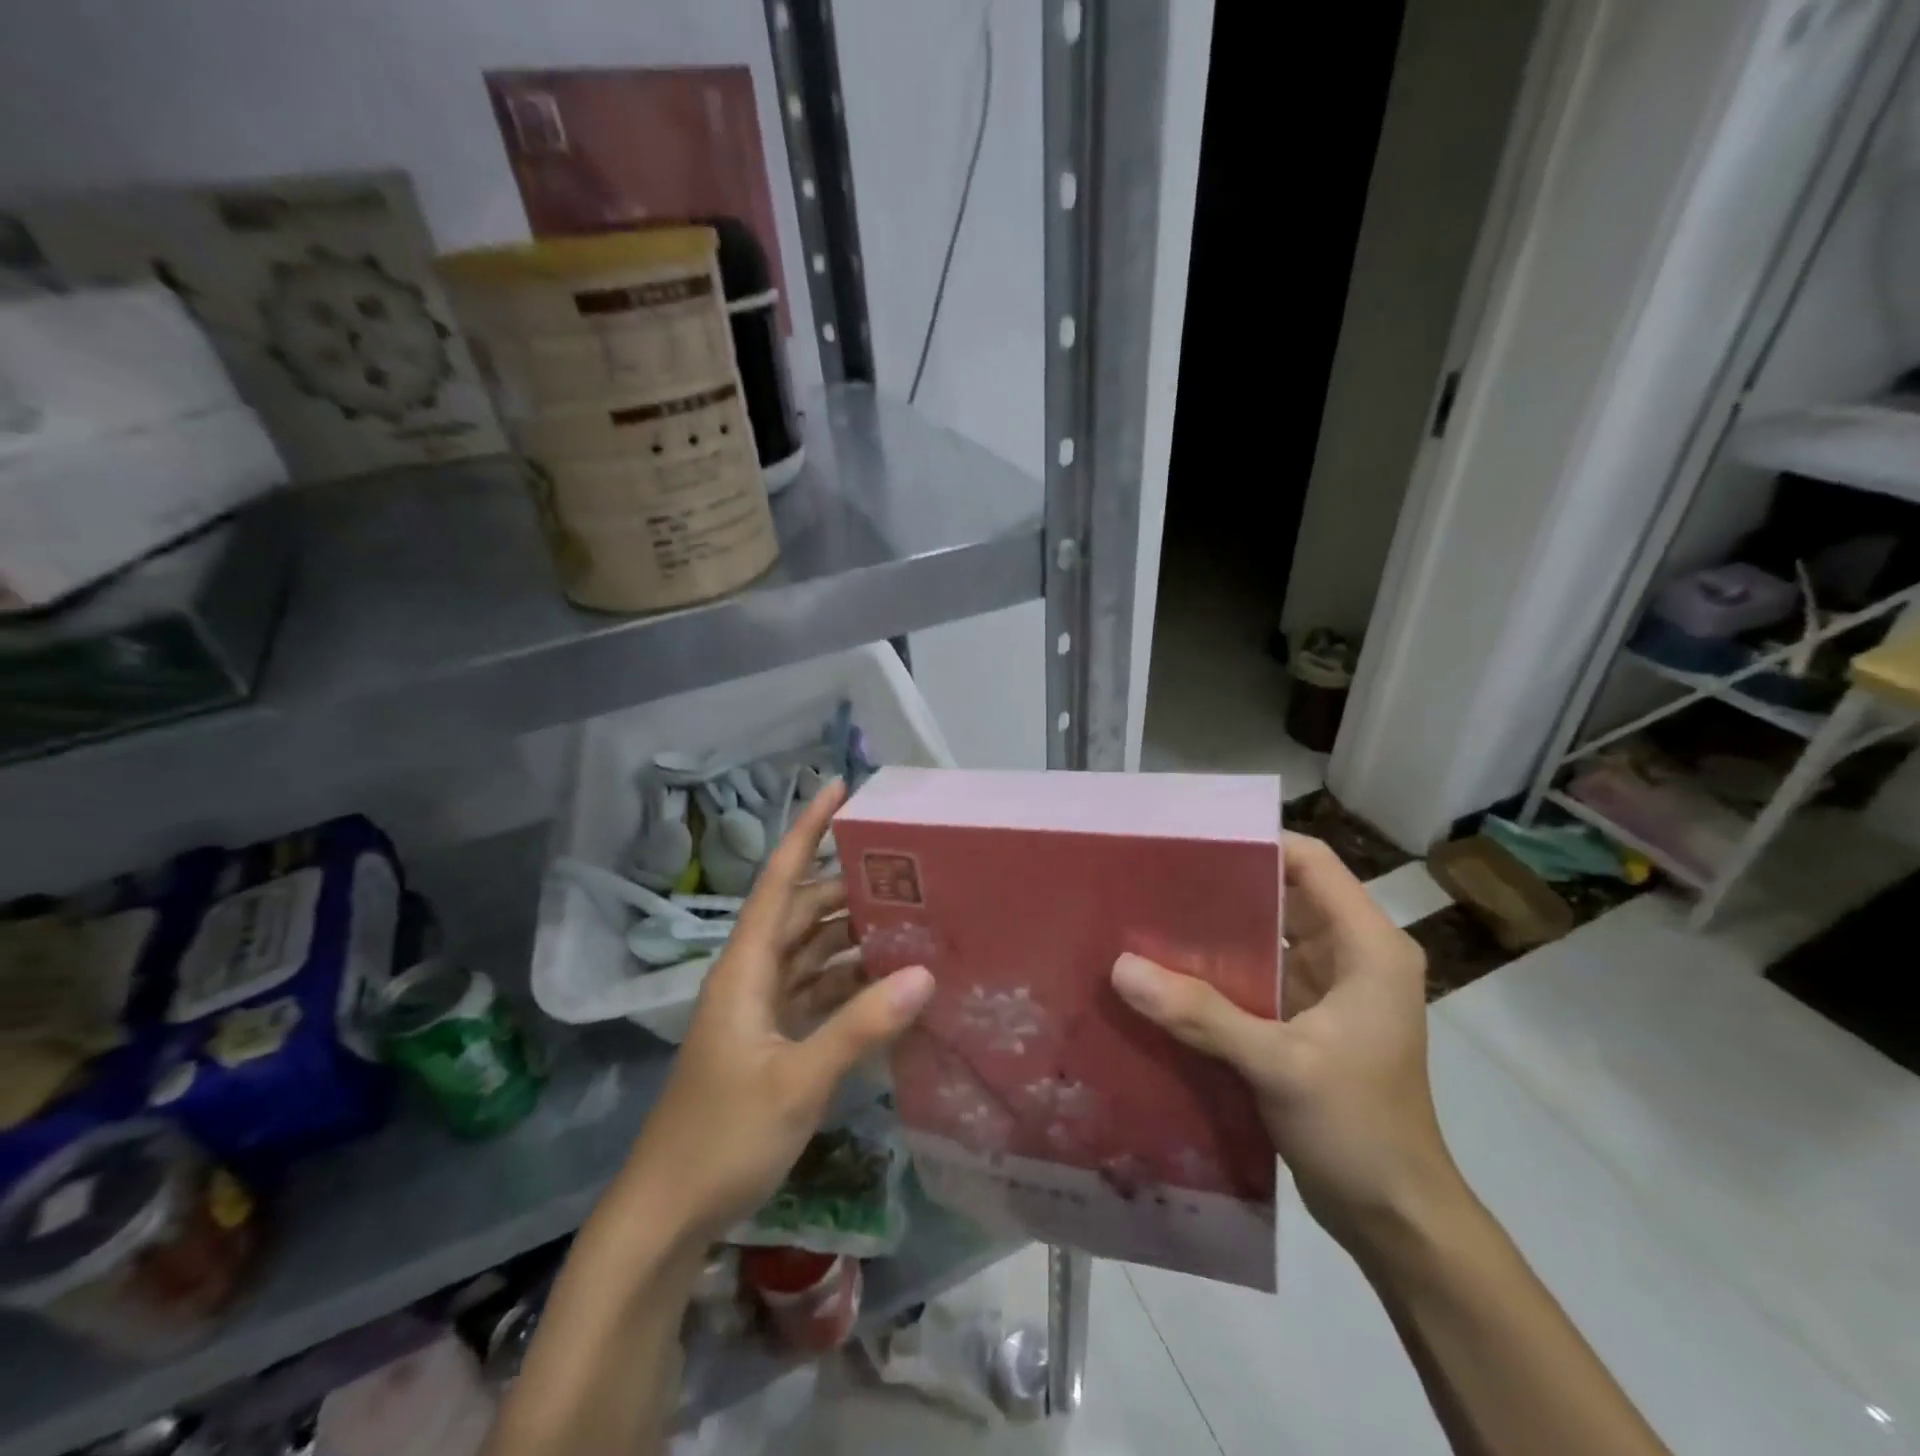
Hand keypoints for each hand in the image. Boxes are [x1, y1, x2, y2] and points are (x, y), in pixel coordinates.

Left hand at [620, 780, 934, 1241]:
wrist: (668, 1212)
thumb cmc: (722, 1137)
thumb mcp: (798, 1080)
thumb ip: (860, 1026)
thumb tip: (924, 973)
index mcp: (746, 967)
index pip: (780, 879)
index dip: (807, 829)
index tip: (840, 787)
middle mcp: (753, 975)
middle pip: (804, 911)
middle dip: (848, 884)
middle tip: (907, 867)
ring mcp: (761, 1009)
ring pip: (813, 951)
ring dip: (853, 934)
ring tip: (911, 917)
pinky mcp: (772, 1040)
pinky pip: (817, 991)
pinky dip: (850, 981)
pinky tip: (890, 983)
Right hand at [1110, 833, 1458, 1251]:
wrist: (1395, 1220)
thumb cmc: (1359, 1129)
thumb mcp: (1280, 1065)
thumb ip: (1201, 1014)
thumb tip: (1121, 967)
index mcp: (1367, 947)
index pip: (1312, 863)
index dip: (1256, 843)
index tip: (1191, 841)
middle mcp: (1351, 955)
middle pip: (1283, 893)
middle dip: (1222, 884)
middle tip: (1154, 875)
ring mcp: (1328, 988)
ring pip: (1265, 935)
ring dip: (1215, 929)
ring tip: (1149, 913)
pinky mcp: (1305, 1019)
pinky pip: (1256, 975)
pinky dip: (1217, 970)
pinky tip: (1167, 971)